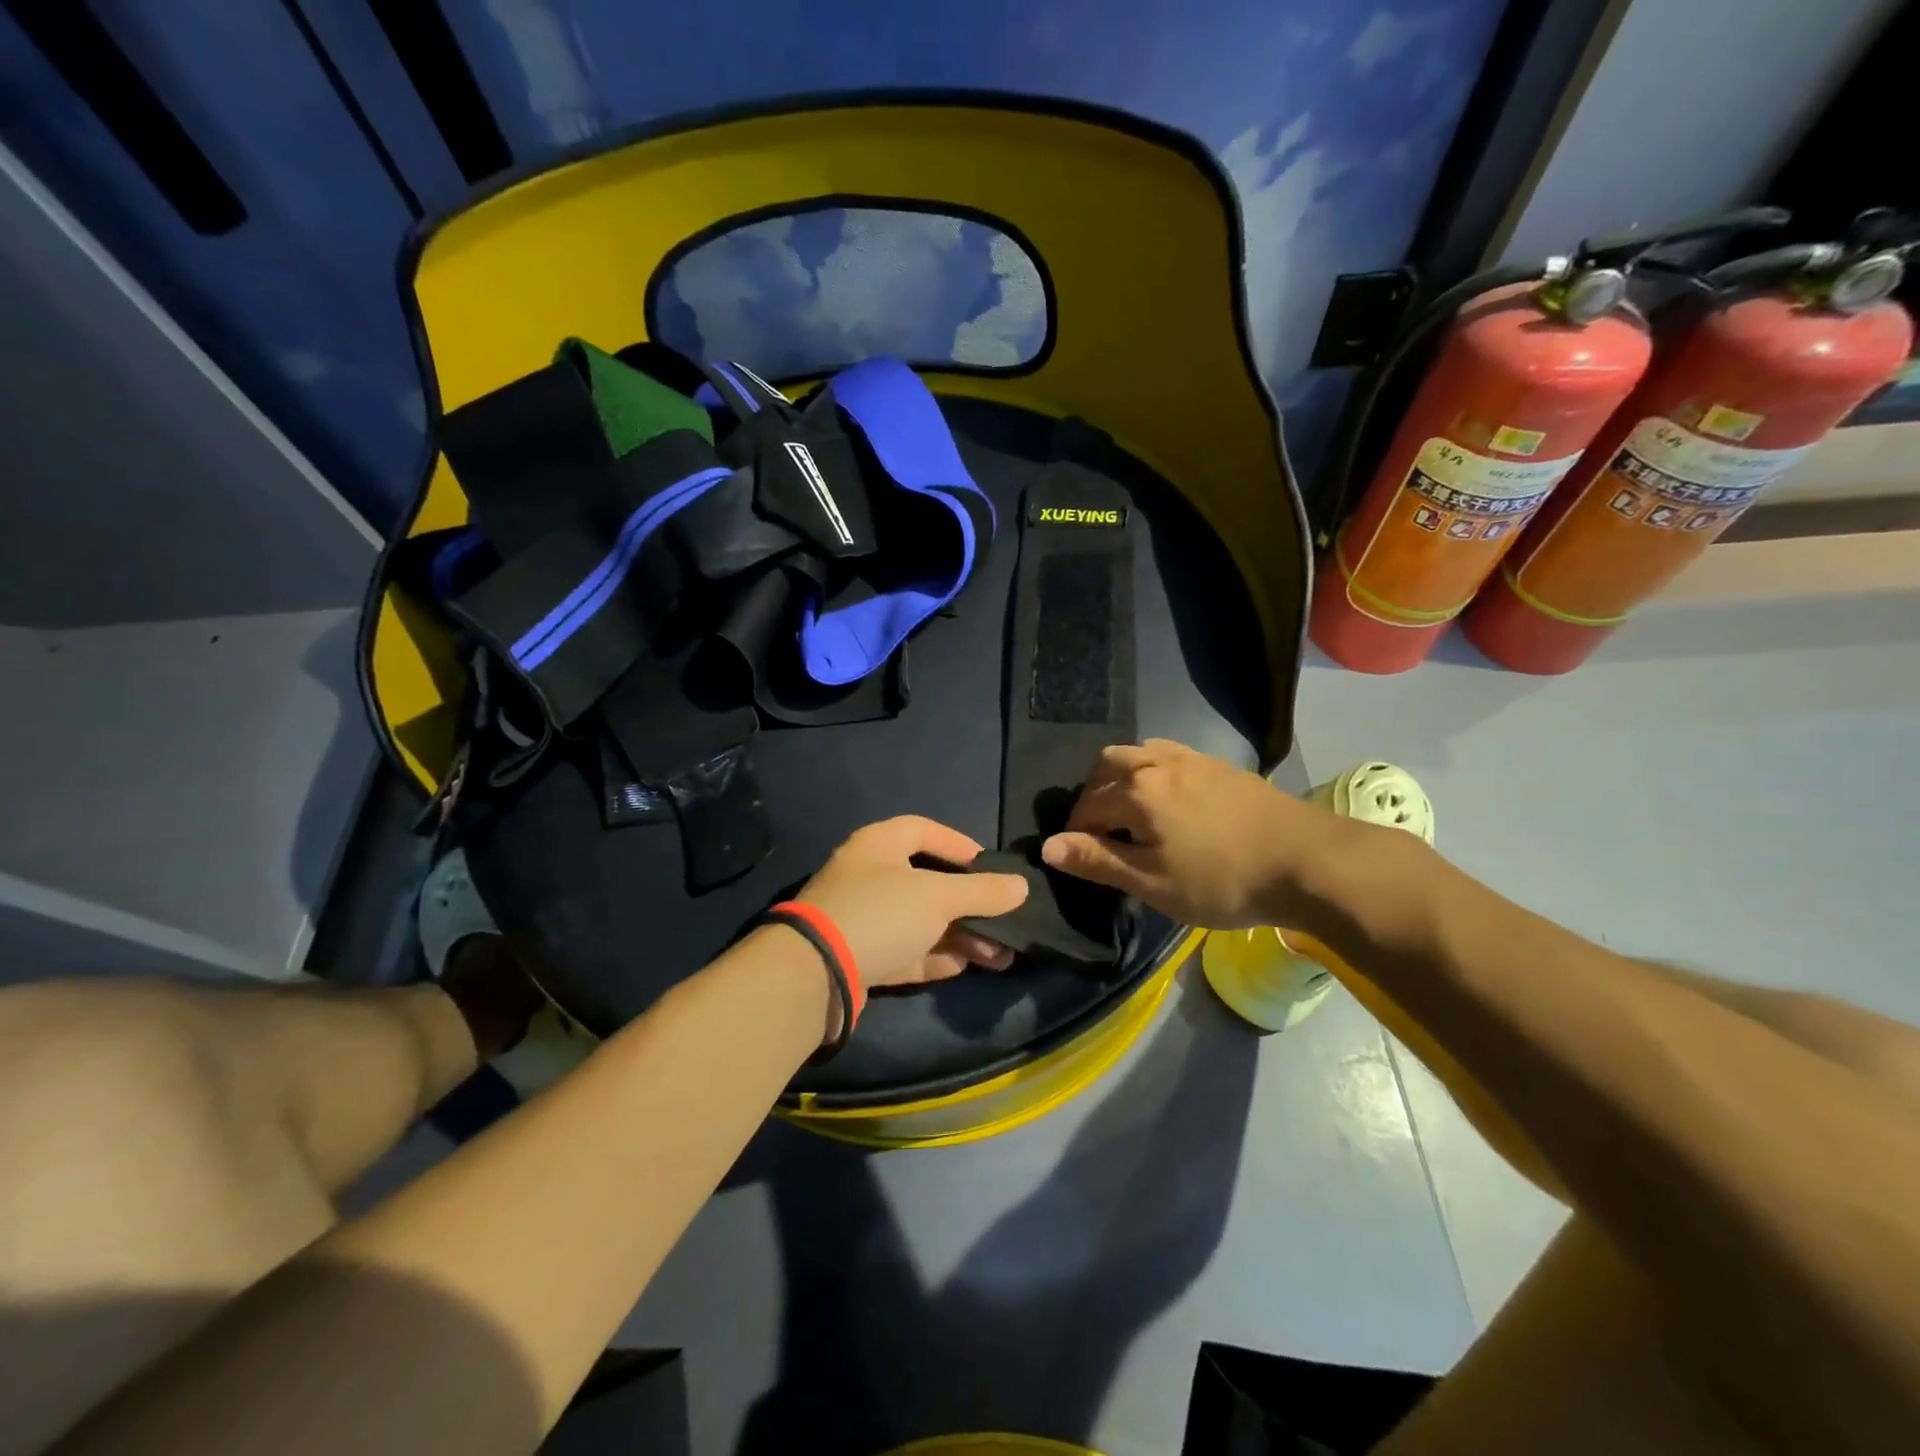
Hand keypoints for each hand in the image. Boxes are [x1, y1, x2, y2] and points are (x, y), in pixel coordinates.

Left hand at [797, 816, 1028, 990]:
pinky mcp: (861, 956)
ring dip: (961, 935)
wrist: (816, 974)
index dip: (959, 845)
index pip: (923, 830)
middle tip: (1005, 920)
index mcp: (878, 845)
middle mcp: (869, 876)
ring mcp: (863, 918)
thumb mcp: (938, 897)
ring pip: (921, 922)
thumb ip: (982, 891)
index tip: (991, 867)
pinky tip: (968, 966)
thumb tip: (1021, 886)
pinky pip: (907, 950)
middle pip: (928, 883)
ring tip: (1001, 954)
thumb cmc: (881, 913)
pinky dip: (937, 956)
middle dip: (970, 904)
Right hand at [1040, 739, 1352, 930]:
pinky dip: (1152, 769)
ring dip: (1122, 775)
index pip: (1088, 805)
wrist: (1306, 860)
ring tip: (1131, 811)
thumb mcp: (1152, 882)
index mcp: (1136, 791)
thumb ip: (1099, 861)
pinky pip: (1169, 753)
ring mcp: (1192, 758)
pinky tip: (1170, 798)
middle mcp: (1157, 762)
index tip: (1082, 859)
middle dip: (1093, 794)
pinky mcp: (1219, 765)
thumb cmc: (1221, 880)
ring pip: (1139, 752)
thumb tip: (1047, 846)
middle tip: (1102, 830)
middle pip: (1107, 764)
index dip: (1077, 832)